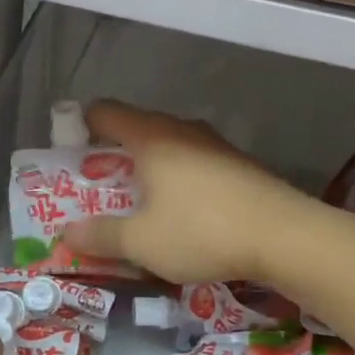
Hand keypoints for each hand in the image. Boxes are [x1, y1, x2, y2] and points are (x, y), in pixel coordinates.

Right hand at [61, 101, 313, 285]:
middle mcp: (181, 130)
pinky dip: (177, 181)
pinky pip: (193, 164)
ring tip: (138, 207)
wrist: (287, 237)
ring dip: (147, 171)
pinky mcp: (238, 165)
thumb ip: (100, 236)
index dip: (80, 128)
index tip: (70, 158)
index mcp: (150, 137)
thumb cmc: (202, 231)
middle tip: (98, 191)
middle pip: (135, 129)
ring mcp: (214, 145)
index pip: (104, 112)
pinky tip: (182, 215)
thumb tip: (67, 232)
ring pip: (167, 148)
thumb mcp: (140, 242)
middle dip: (112, 157)